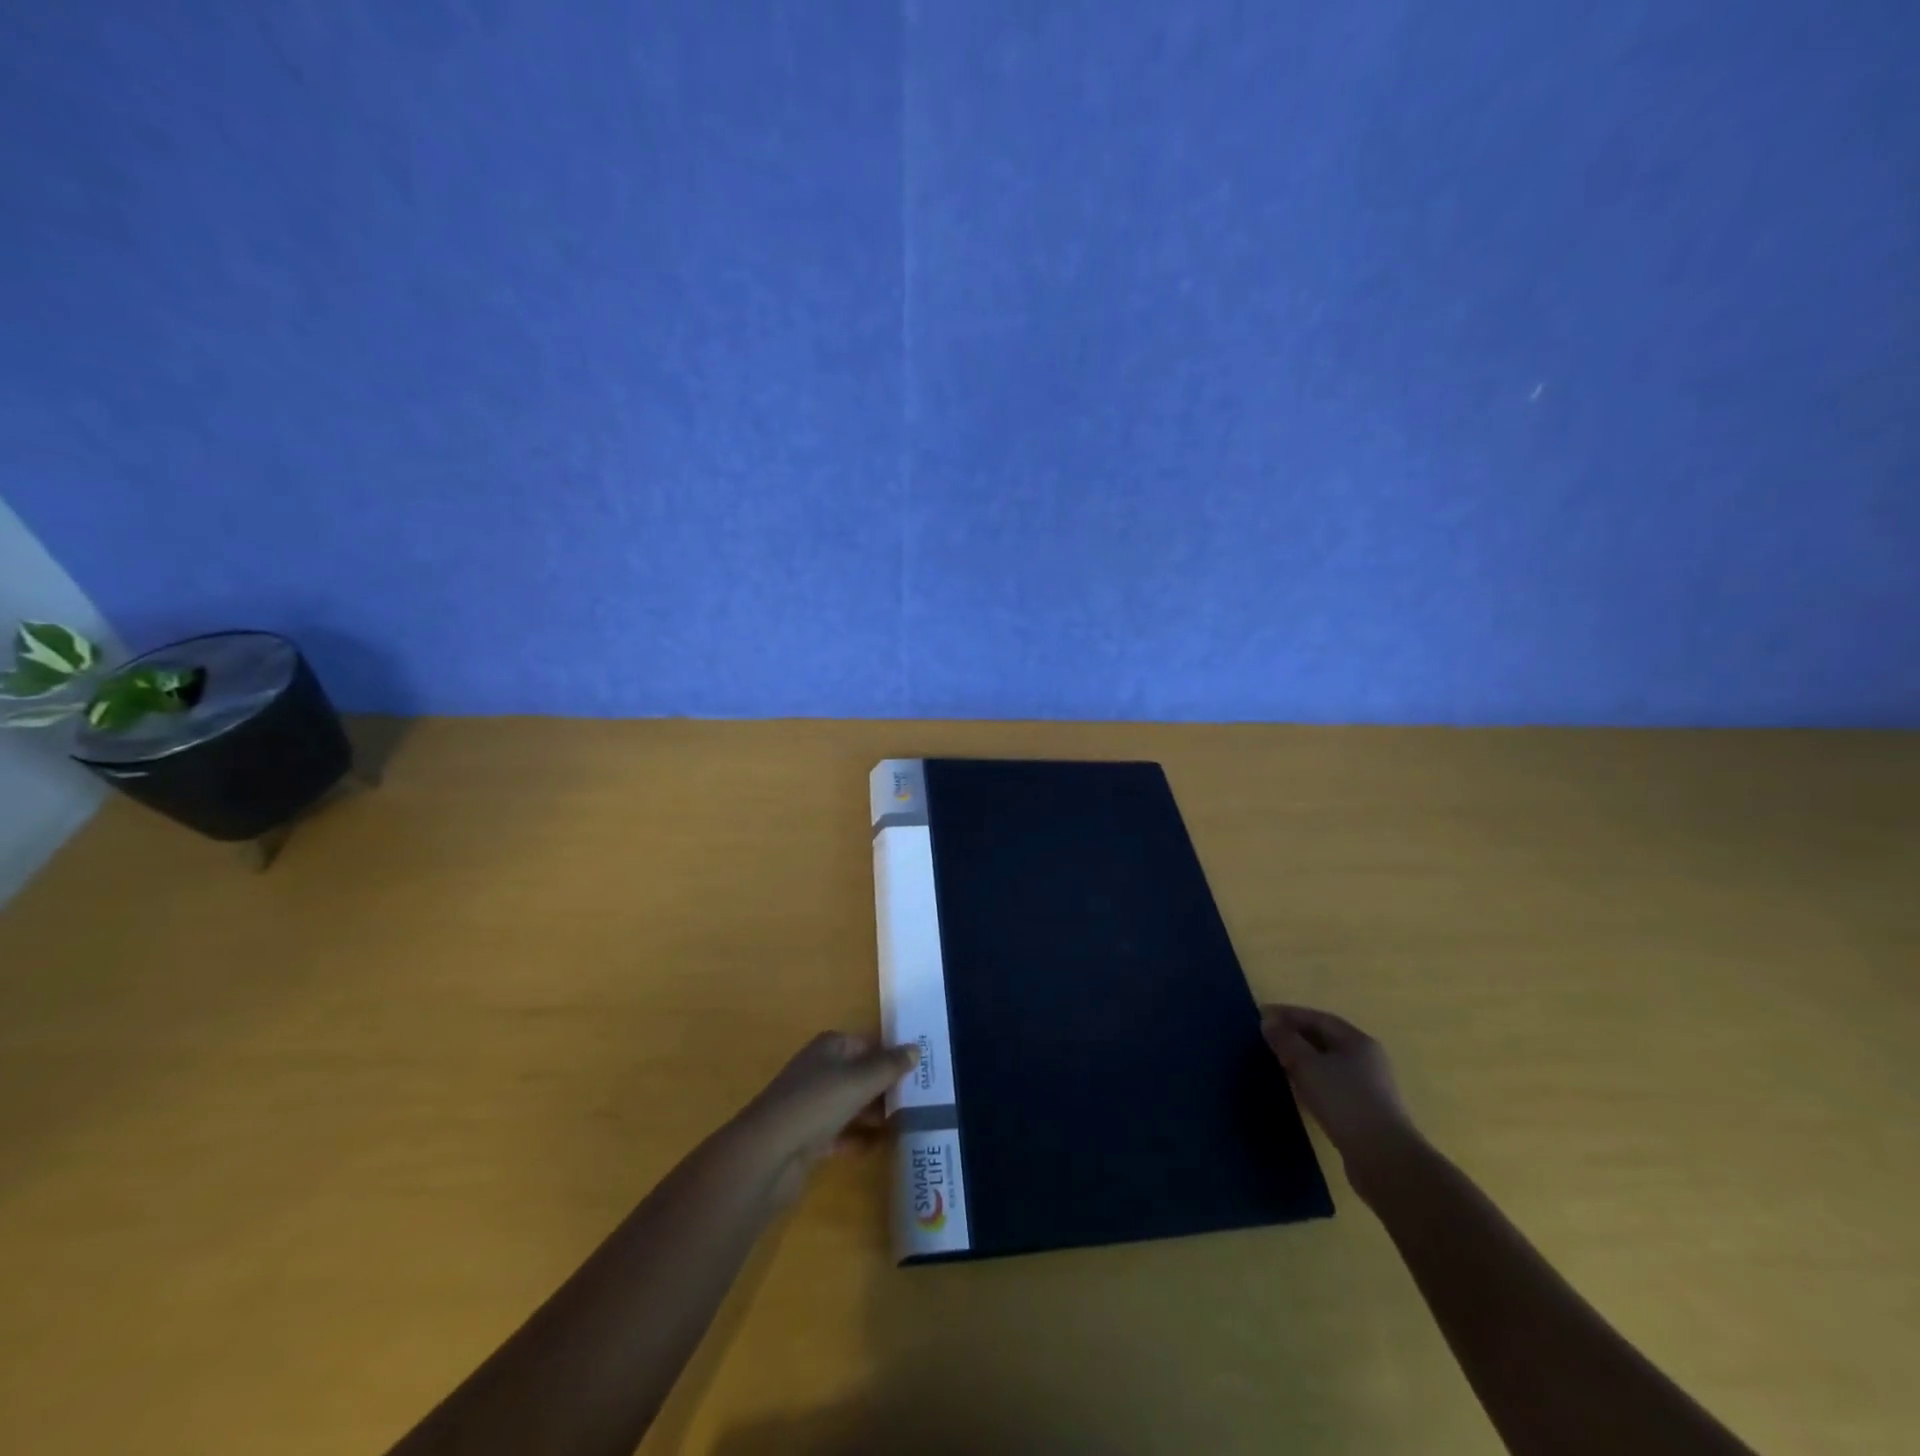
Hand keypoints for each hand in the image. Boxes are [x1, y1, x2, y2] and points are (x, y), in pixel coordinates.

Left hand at [733, 1033, 918, 1203]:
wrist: (767, 1154)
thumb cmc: (816, 1104)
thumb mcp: (859, 1080)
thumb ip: (889, 1066)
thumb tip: (916, 1048)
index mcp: (830, 1047)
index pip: (868, 1043)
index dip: (893, 1055)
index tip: (922, 1069)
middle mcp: (820, 1070)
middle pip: (861, 1074)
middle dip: (888, 1086)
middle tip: (923, 1099)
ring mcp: (813, 1105)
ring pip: (853, 1104)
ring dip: (876, 1113)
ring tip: (910, 1122)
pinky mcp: (809, 1138)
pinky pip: (842, 1133)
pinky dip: (860, 1138)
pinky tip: (882, 1146)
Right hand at [1262, 1005, 1419, 1196]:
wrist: (1385, 1160)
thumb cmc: (1345, 1103)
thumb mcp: (1308, 1066)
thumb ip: (1286, 1041)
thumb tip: (1268, 1023)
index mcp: (1357, 1041)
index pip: (1318, 1018)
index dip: (1288, 1014)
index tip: (1260, 1016)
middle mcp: (1367, 1059)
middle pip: (1325, 1039)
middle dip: (1295, 1036)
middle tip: (1266, 1039)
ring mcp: (1369, 1087)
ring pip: (1329, 1064)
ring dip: (1303, 1060)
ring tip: (1277, 1063)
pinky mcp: (1365, 1112)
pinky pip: (1333, 1086)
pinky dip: (1312, 1081)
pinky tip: (1298, 1091)